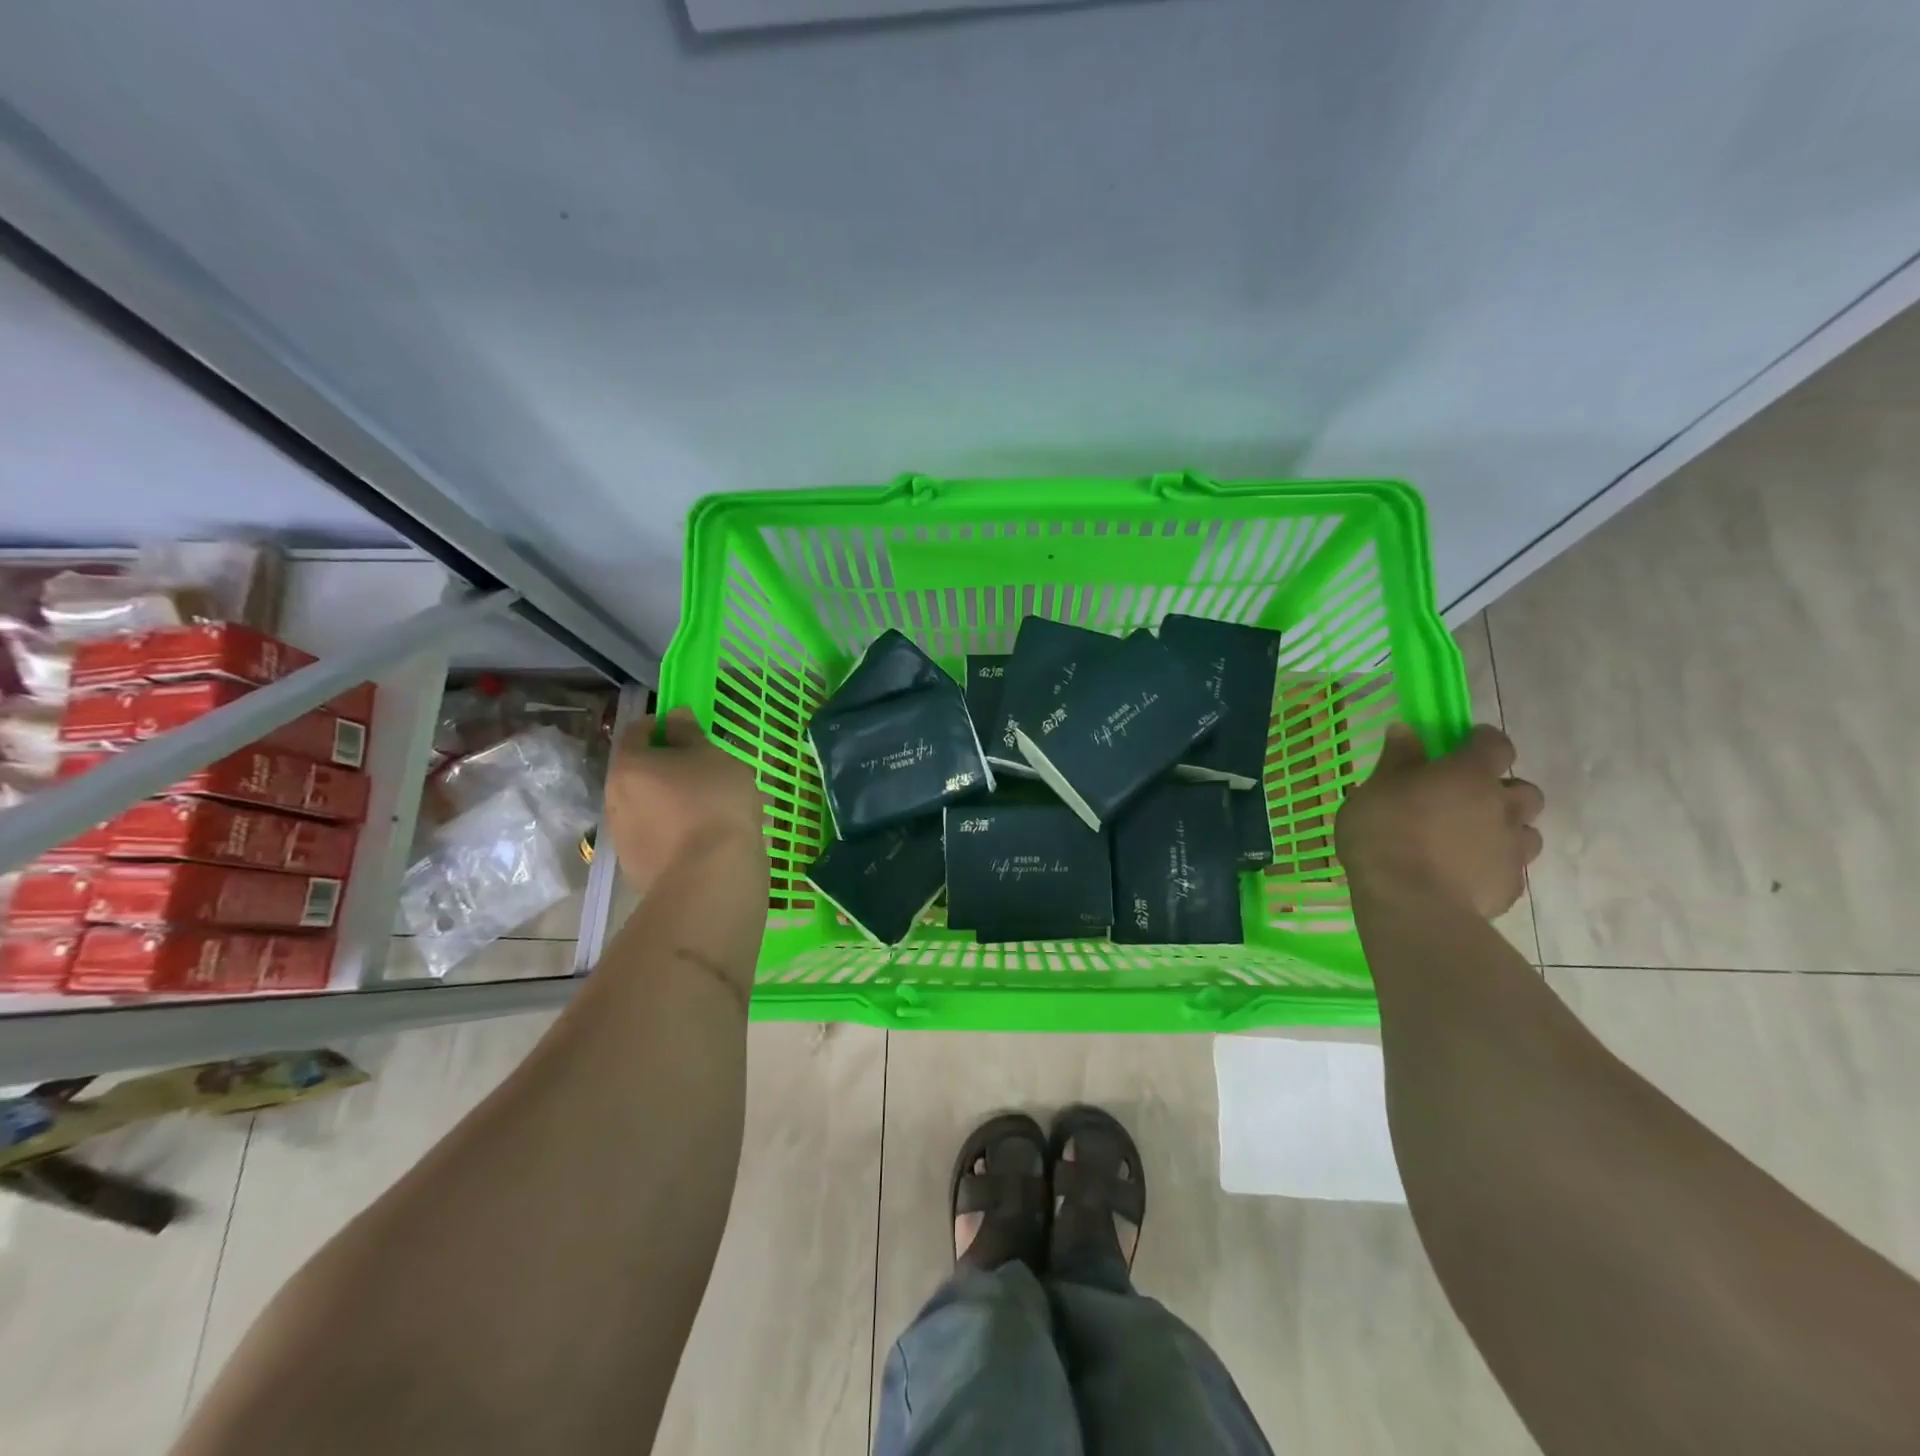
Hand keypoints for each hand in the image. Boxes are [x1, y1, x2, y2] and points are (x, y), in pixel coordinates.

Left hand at [604, 709, 765, 892]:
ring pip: (647, 808)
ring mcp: (622, 837)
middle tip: (703, 772)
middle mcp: (614, 799)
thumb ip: (690, 734)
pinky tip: (704, 840)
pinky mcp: (637, 868)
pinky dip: (674, 833)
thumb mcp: (714, 757)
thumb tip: (674, 717)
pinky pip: (657, 838)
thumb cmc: (715, 803)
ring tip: (708, 811)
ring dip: (670, 803)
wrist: (711, 876)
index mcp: (630, 765)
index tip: (689, 729)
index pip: (638, 731)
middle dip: (666, 769)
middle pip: (639, 773)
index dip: (662, 725)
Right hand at [1335, 722, 1543, 918]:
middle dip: (1503, 791)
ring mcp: (1512, 849)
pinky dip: (1493, 865)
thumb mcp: (1374, 790)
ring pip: (1526, 831)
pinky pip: (1511, 868)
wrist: (1411, 902)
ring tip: (1470, 840)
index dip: (1483, 741)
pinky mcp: (1511, 886)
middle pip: (1524, 790)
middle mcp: (1502, 806)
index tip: (1465, 743)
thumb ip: (1396, 760)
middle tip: (1469, 800)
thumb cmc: (1385, 834)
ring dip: (1505, 829)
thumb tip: (1406, 730)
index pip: (1495, 744)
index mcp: (1469, 775)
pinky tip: (1464, 875)